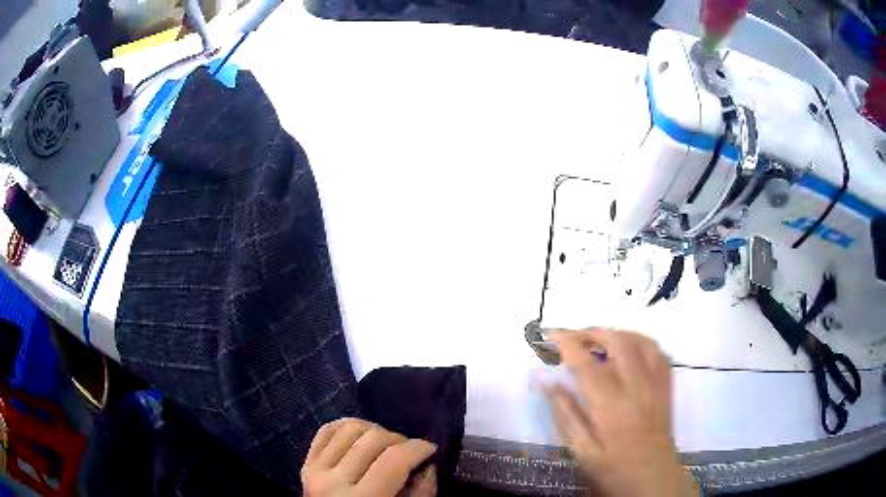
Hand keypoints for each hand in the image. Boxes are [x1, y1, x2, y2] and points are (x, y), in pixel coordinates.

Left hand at [301, 418, 435, 496]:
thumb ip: (421, 494)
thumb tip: (427, 465)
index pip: (394, 460)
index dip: (419, 447)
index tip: (432, 449)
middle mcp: (334, 482)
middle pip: (374, 439)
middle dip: (400, 440)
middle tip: (410, 452)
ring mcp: (315, 471)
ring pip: (350, 429)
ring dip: (374, 431)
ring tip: (386, 445)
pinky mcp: (306, 464)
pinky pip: (326, 431)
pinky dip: (346, 427)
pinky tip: (361, 438)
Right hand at [546, 329, 697, 496]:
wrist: (653, 478)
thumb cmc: (613, 468)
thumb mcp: (581, 450)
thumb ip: (565, 414)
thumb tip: (546, 382)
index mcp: (610, 405)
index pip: (586, 363)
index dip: (566, 342)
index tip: (549, 333)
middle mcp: (636, 387)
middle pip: (616, 342)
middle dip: (591, 332)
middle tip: (571, 338)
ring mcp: (655, 383)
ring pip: (639, 340)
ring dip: (615, 333)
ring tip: (597, 339)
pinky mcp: (666, 385)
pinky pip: (657, 350)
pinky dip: (639, 341)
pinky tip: (628, 347)